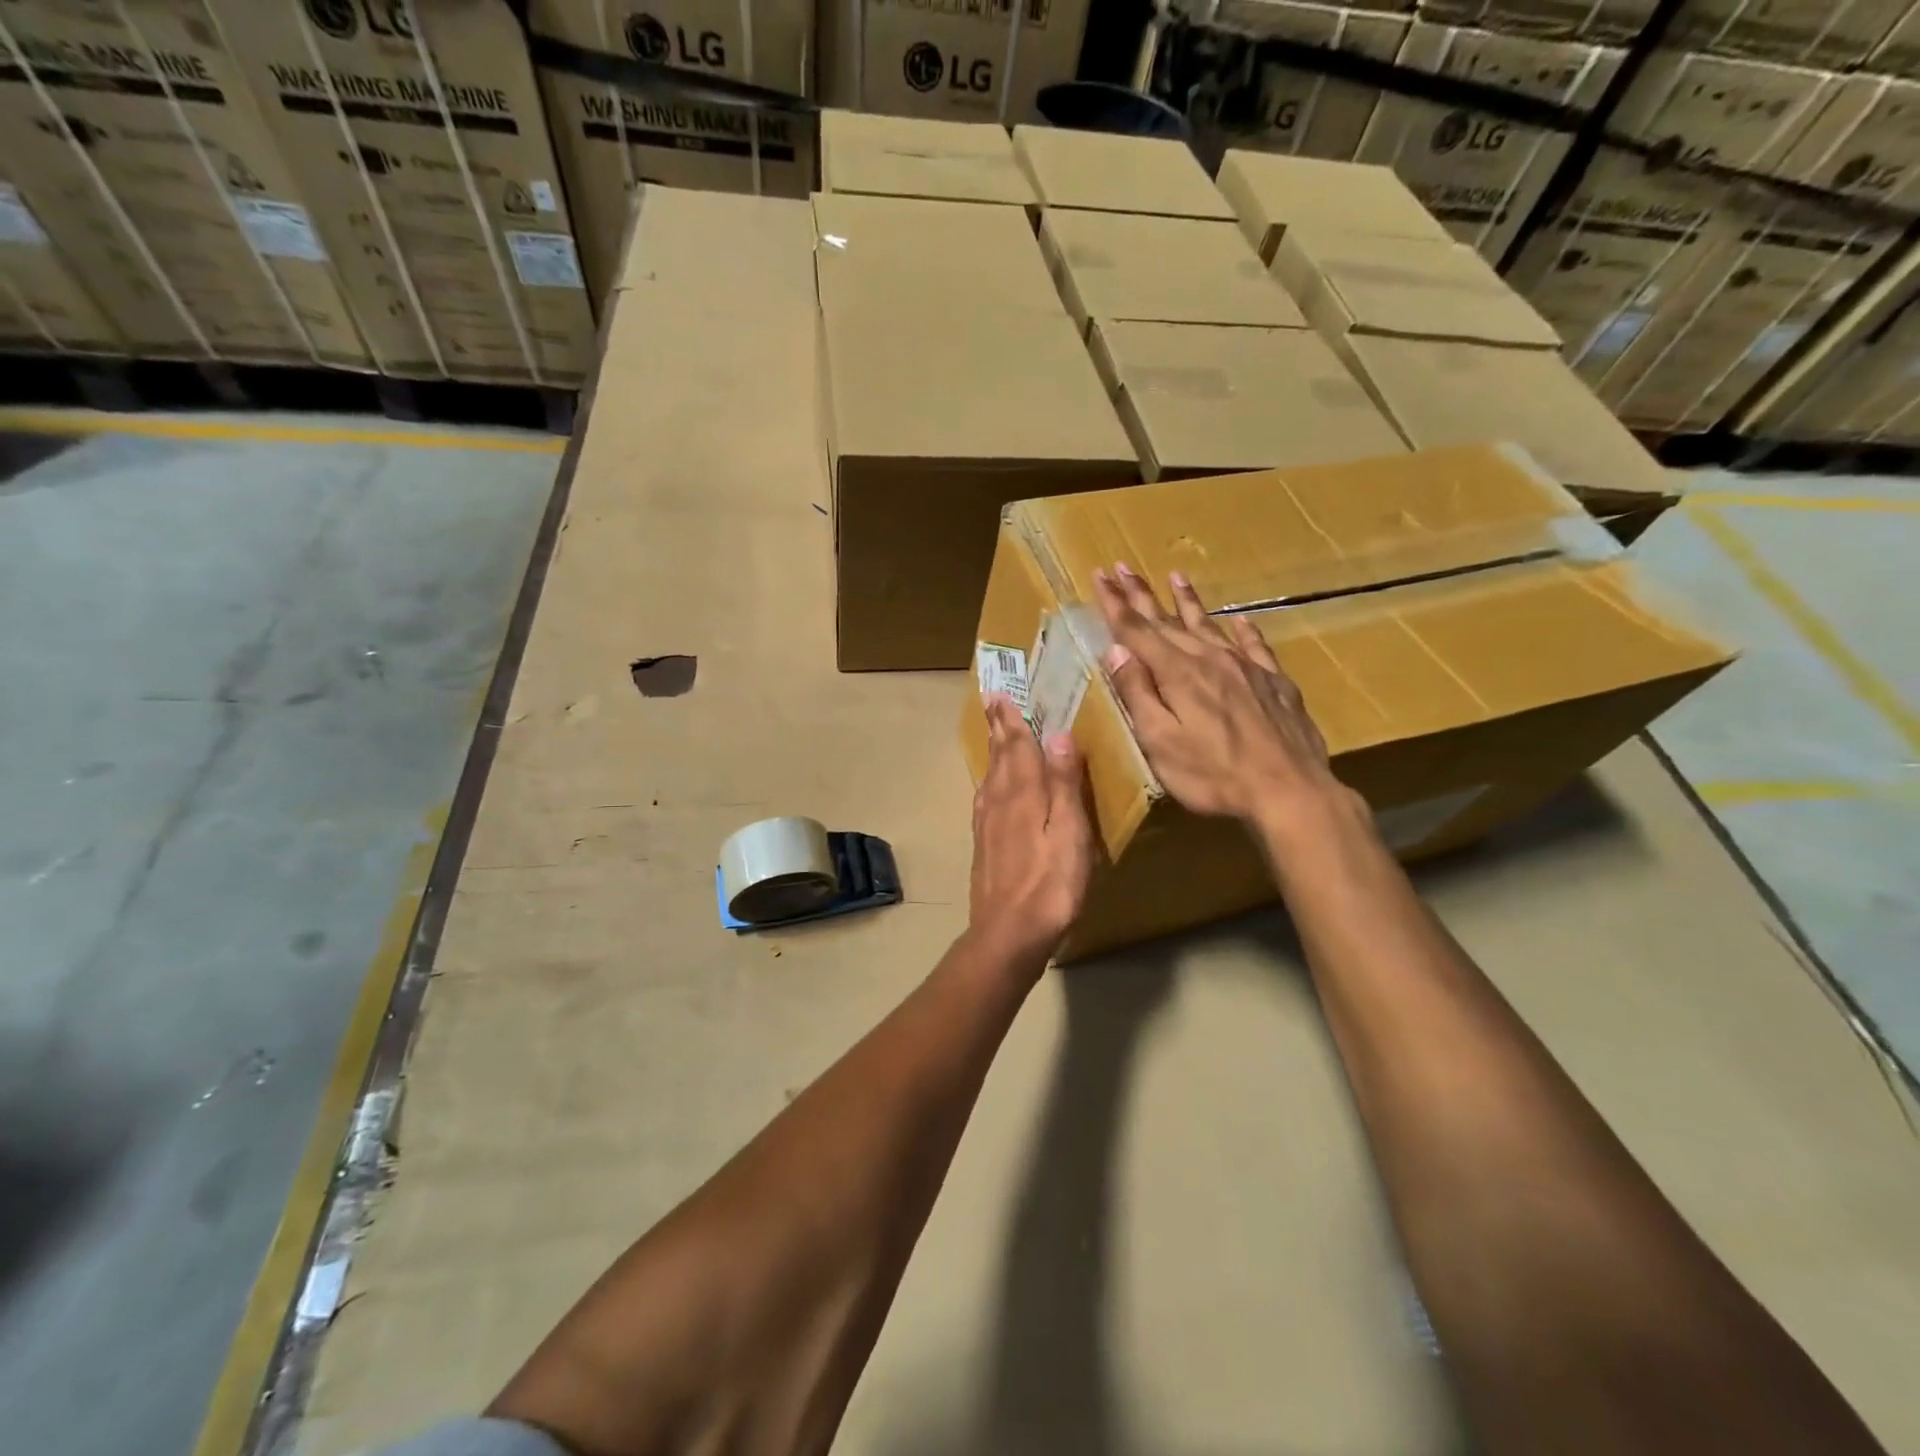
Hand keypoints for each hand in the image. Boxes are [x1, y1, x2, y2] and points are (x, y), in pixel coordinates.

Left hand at [967, 695, 1093, 965]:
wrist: (1009, 933)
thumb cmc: (1050, 884)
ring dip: (994, 752)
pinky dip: (989, 782)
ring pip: (990, 777)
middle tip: (991, 702)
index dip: (1011, 720)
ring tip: (995, 734)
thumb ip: (1064, 784)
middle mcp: (1000, 802)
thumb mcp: (1070, 832)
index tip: (1000, 694)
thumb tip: (1059, 735)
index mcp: (1023, 794)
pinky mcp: (984, 845)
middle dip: (998, 728)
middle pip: (999, 757)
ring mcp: (988, 825)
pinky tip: (990, 788)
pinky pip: (986, 800)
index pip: (1017, 747)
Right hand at [1093, 563, 1346, 822]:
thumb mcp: (1160, 742)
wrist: (1290, 790)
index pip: (1137, 630)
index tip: (1100, 575)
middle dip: (1142, 594)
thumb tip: (1116, 652)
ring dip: (1188, 601)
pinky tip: (1240, 620)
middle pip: (1168, 620)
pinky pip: (1255, 645)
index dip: (1115, 603)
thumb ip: (1138, 694)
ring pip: (1209, 625)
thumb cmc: (1214, 775)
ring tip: (1175, 577)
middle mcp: (1210, 659)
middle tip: (1123, 567)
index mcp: (1177, 673)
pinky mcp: (1275, 682)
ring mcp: (1246, 668)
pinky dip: (1243, 630)